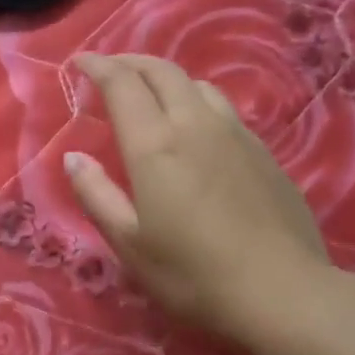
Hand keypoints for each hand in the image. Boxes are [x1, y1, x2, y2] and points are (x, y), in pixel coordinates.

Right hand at [66, 53, 339, 346]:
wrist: (281, 292)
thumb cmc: (192, 274)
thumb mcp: (129, 243)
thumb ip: (97, 195)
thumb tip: (74, 157)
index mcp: (156, 145)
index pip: (123, 84)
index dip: (98, 66)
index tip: (79, 62)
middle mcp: (196, 125)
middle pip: (163, 72)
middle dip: (131, 63)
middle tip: (109, 70)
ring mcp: (237, 135)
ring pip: (197, 85)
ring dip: (166, 78)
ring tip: (150, 94)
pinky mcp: (264, 152)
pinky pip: (223, 108)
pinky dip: (196, 101)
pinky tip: (195, 127)